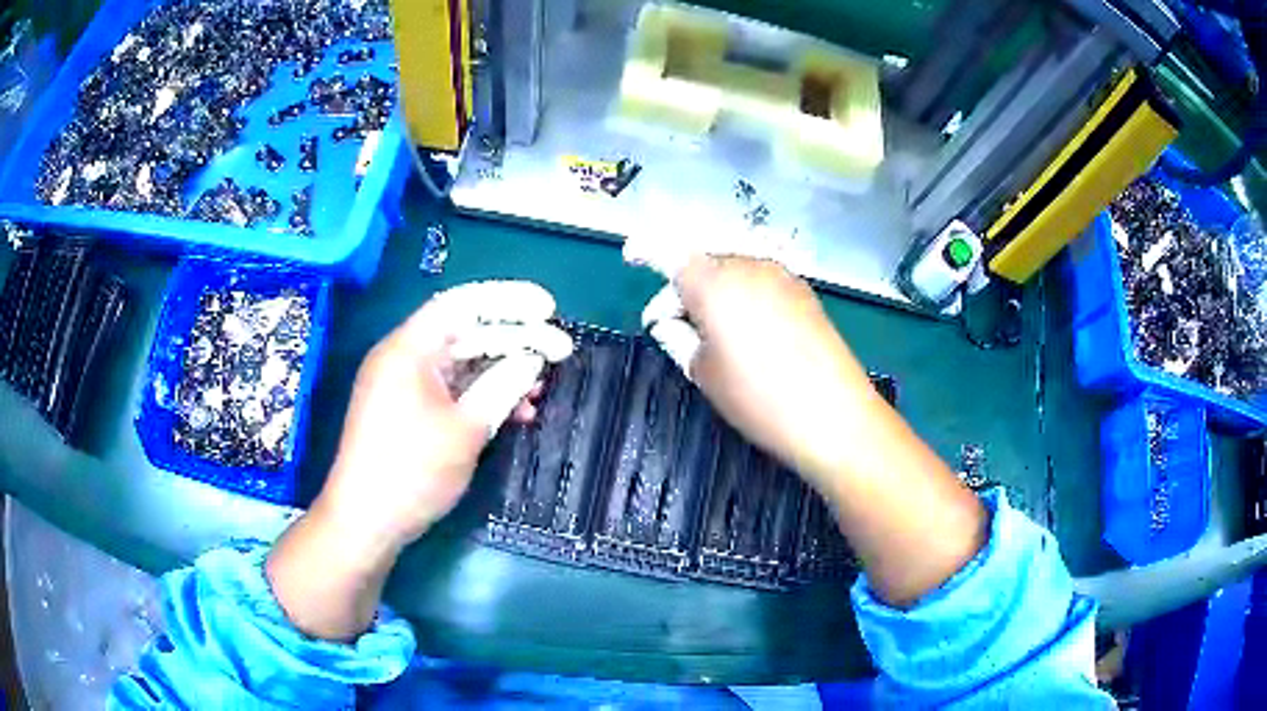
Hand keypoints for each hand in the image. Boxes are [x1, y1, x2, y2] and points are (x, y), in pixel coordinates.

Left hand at [317, 281, 573, 549]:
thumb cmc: (411, 471)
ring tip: (542, 385)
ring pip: (461, 364)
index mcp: (409, 348)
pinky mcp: (408, 411)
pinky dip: (482, 395)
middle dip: (515, 340)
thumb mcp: (465, 429)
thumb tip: (532, 358)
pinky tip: (515, 411)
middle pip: (465, 333)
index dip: (510, 301)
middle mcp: (405, 357)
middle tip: (562, 349)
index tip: (549, 308)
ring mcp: (404, 385)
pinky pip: (451, 390)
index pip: (463, 304)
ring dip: (502, 371)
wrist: (365, 522)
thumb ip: (502, 386)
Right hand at [628, 247, 984, 607]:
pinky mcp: (803, 291)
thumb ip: (677, 336)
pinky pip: (758, 282)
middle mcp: (748, 265)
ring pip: (731, 272)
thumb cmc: (759, 398)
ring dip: (713, 294)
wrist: (835, 416)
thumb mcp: (704, 372)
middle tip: (673, 328)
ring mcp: (781, 275)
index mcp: (714, 282)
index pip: (669, 252)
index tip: (631, 256)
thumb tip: (668, 320)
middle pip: (702, 264)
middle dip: (682, 289)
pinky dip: (741, 297)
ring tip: (712, 337)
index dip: (646, 250)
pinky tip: (746, 332)